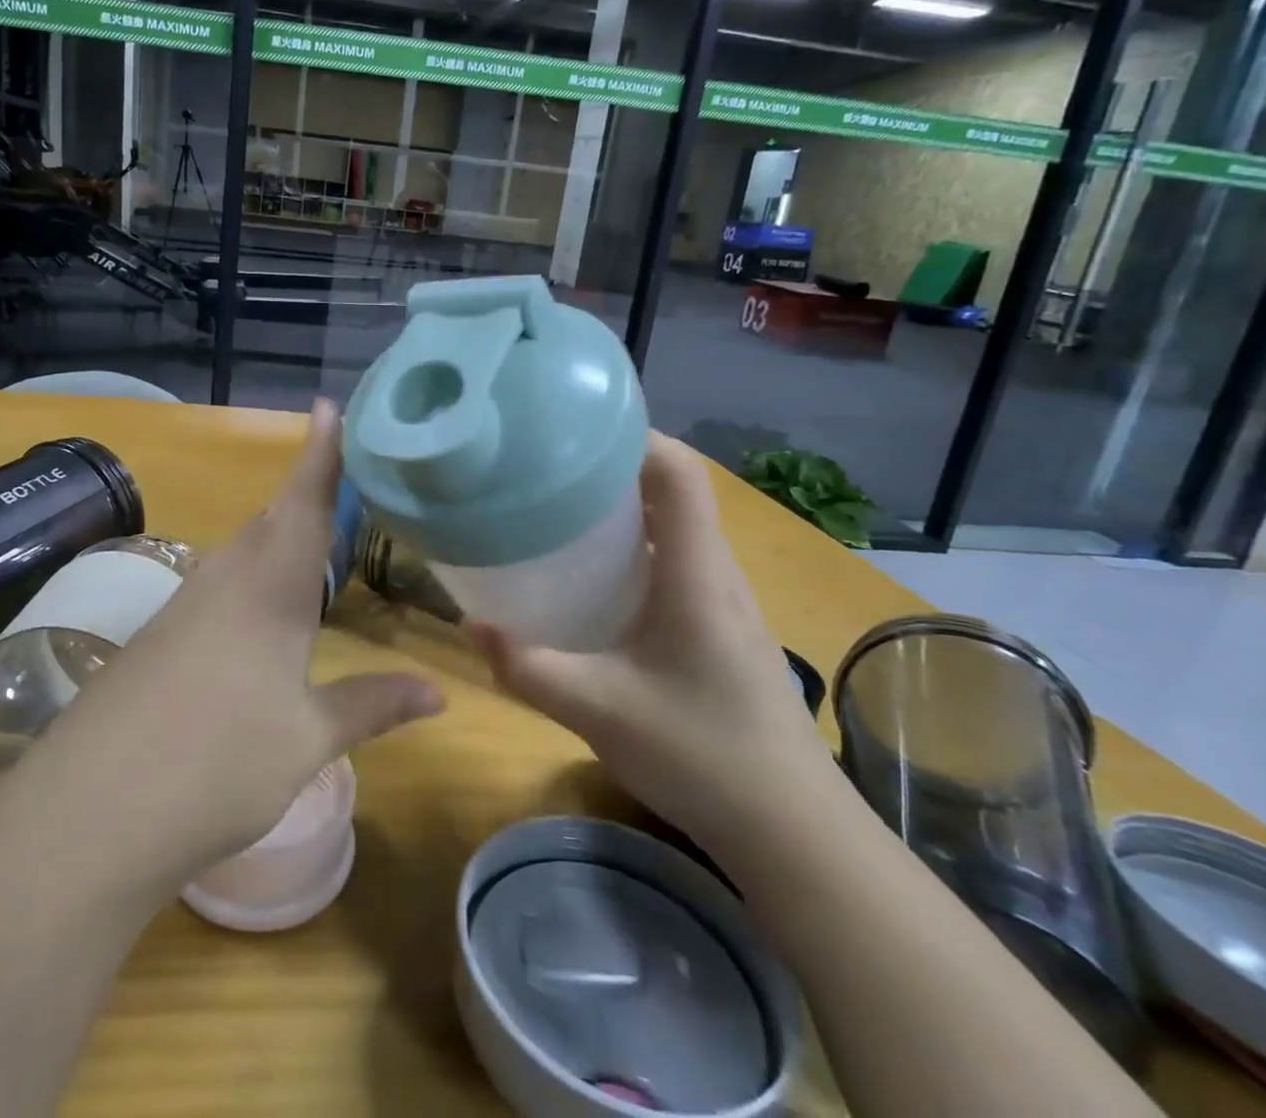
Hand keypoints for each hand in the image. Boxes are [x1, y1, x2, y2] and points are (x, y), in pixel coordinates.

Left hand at [22, 399, 443, 890]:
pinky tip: (263, 610)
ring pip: (244, 551)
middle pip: (273, 519)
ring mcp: (185, 605)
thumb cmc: (218, 764)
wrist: (91, 812)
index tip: (330, 405)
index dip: (321, 453)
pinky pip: (220, 585)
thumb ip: (372, 705)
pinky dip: (253, 577)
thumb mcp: (307, 739)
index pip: (304, 502)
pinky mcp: (161, 635)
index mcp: (270, 587)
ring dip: (280, 537)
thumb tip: (439, 695)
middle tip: (349, 482)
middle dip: (309, 495)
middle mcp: (226, 579)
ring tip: (318, 540)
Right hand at [469, 433, 828, 860]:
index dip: (634, 436)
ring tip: (562, 512)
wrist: (796, 834)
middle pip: (674, 490)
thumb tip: (468, 626)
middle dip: (613, 468)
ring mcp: (726, 600)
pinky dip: (637, 546)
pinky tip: (597, 579)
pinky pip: (678, 560)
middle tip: (548, 471)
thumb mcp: (598, 711)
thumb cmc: (703, 757)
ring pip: (676, 526)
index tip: (574, 431)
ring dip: (625, 508)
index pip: (679, 473)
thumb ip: (528, 667)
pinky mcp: (723, 627)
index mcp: (695, 573)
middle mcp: (716, 572)